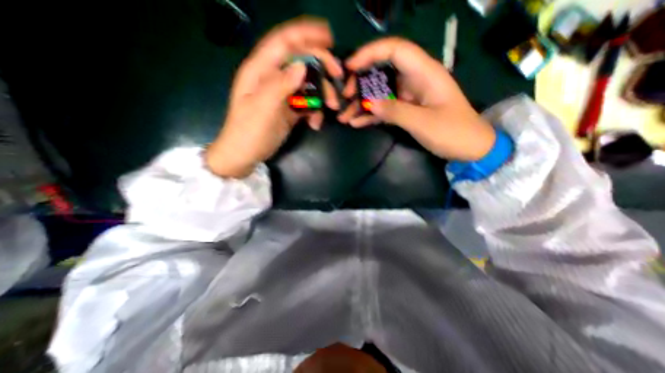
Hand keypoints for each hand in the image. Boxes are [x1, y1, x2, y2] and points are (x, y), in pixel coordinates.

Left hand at [205, 18, 342, 176]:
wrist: (245, 155)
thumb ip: (280, 85)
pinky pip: (307, 103)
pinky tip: (316, 123)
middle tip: (338, 78)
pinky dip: (316, 111)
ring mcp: (283, 94)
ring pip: (308, 84)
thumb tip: (302, 66)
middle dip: (321, 67)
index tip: (329, 37)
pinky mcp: (289, 109)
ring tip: (332, 107)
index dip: (306, 34)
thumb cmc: (248, 132)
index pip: (284, 42)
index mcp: (260, 70)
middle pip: (301, 62)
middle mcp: (273, 78)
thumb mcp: (262, 108)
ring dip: (322, 93)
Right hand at [339, 36, 495, 163]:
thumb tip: (369, 104)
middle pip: (383, 71)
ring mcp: (409, 97)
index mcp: (425, 73)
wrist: (469, 148)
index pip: (395, 50)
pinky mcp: (405, 110)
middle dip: (361, 82)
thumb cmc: (453, 132)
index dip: (371, 53)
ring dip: (361, 103)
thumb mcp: (423, 122)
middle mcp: (414, 80)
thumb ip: (395, 112)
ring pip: (380, 93)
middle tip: (344, 97)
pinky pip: (384, 109)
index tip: (350, 67)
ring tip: (344, 115)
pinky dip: (370, 115)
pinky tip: (356, 123)